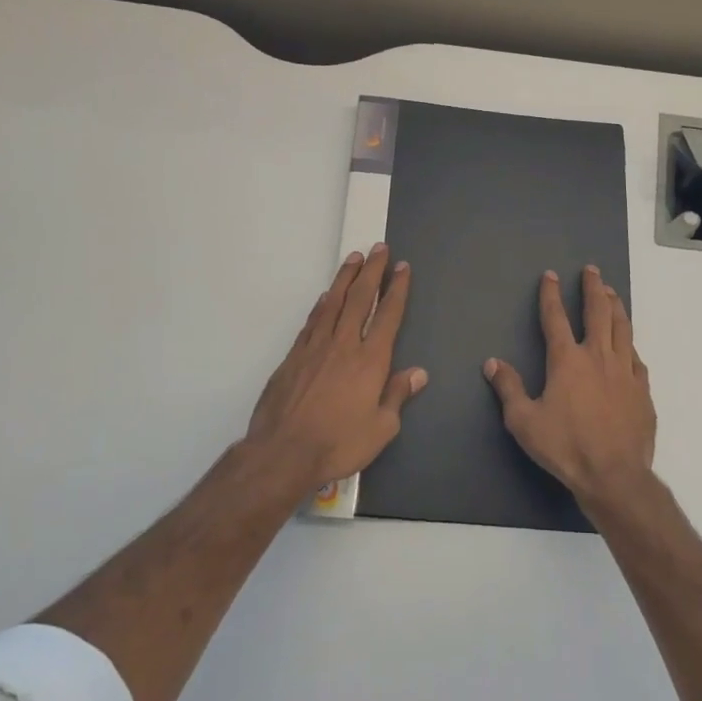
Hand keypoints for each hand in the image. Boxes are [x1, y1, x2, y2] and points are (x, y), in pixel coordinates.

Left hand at [244, 244, 426, 490]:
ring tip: (354, 258)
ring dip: (345, 278)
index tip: (402, 268)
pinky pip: (312, 321)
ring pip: (333, 303)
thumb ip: (397, 395)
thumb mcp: (381, 428)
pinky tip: (326, 297)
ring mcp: (315, 347)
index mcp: (371, 360)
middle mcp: (344, 345)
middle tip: (379, 248)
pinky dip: (322, 304)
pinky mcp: (293, 357)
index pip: (388, 315)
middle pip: (360, 298)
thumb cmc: (339, 443)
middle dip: (372, 271)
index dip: (397, 289)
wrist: (283, 452)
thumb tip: (418, 373)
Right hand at [484, 264, 655, 506]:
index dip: (551, 295)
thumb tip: (492, 363)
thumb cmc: (565, 447)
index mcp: (567, 360)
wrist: (614, 475)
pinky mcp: (642, 390)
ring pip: (621, 328)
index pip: (555, 318)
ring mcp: (624, 371)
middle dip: (592, 288)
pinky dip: (629, 344)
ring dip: (615, 306)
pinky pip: (636, 358)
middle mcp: (597, 357)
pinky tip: (628, 343)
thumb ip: (508, 388)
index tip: (551, 276)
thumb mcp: (524, 421)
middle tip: (592, 271)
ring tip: (611, 292)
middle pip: (597, 312)